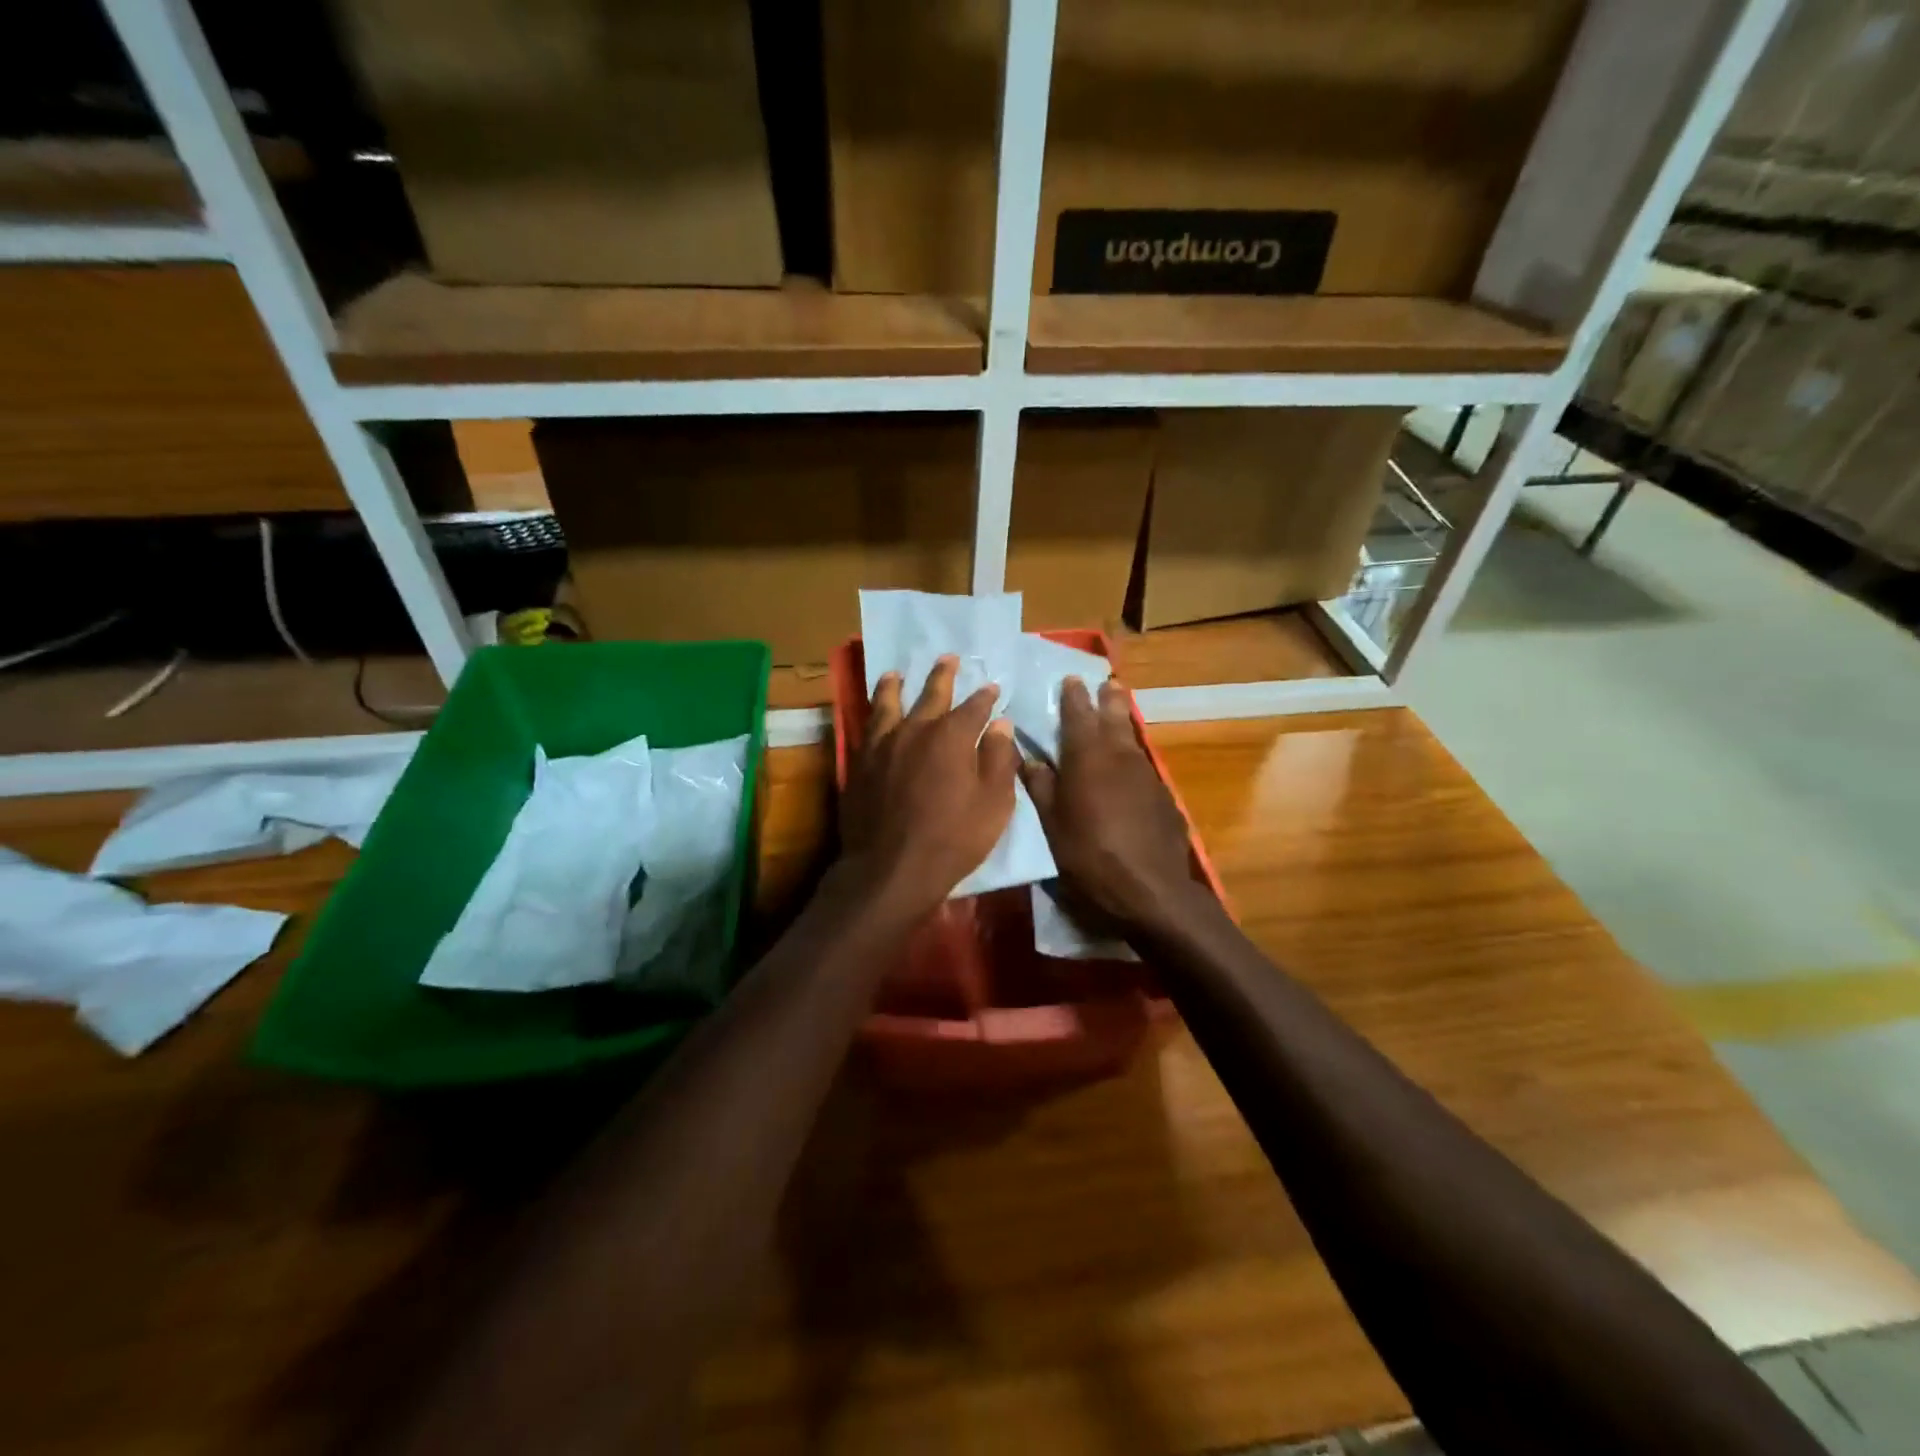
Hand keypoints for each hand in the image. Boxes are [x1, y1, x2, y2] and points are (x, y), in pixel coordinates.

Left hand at [841, 655, 1018, 915]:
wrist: (890, 869)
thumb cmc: (952, 840)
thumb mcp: (993, 805)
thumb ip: (999, 760)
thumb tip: (1001, 725)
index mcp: (952, 736)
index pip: (975, 707)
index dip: (986, 697)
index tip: (993, 688)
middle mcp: (916, 729)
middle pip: (931, 694)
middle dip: (943, 676)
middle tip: (948, 658)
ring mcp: (883, 744)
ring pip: (888, 703)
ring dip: (894, 685)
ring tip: (895, 674)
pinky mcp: (859, 762)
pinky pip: (866, 727)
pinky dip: (872, 713)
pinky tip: (873, 713)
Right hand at [1021, 677, 1199, 934]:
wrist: (1151, 890)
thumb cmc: (1090, 856)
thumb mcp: (1053, 824)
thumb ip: (1041, 786)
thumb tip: (1028, 757)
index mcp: (1087, 757)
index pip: (1078, 714)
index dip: (1073, 695)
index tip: (1071, 679)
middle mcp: (1120, 755)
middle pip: (1114, 716)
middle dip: (1108, 698)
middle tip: (1106, 683)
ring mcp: (1146, 774)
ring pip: (1131, 739)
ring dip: (1122, 723)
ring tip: (1116, 714)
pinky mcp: (1163, 795)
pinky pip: (1142, 765)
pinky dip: (1131, 757)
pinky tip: (1127, 769)